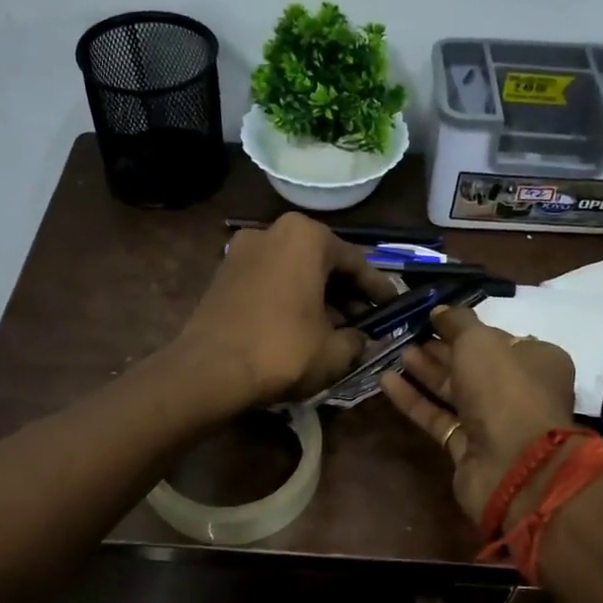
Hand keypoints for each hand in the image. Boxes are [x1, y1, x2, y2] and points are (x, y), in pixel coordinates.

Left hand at [174, 213, 399, 409]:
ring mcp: (242, 250)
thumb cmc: (282, 351)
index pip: (356, 262)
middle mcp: (273, 231)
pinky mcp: (223, 274)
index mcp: (306, 237)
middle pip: (322, 263)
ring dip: (317, 297)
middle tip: (365, 320)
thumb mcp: (334, 351)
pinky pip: (270, 282)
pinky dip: (289, 299)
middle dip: (346, 293)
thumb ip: (357, 340)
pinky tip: (301, 327)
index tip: (394, 307)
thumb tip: (361, 340)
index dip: (378, 289)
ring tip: (335, 329)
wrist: (208, 371)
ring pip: (294, 272)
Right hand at [379, 306, 576, 524]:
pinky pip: (439, 417)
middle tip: (408, 333)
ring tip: (396, 352)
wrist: (512, 464)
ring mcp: (494, 422)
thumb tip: (440, 310)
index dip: (466, 328)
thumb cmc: (505, 389)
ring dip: (426, 372)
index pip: (498, 338)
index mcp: (537, 360)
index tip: (435, 318)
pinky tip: (386, 381)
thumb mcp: (480, 340)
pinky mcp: (468, 447)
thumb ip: (458, 322)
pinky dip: (415, 400)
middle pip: (474, 365)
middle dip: (441, 349)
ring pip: (455, 392)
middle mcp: (519, 391)